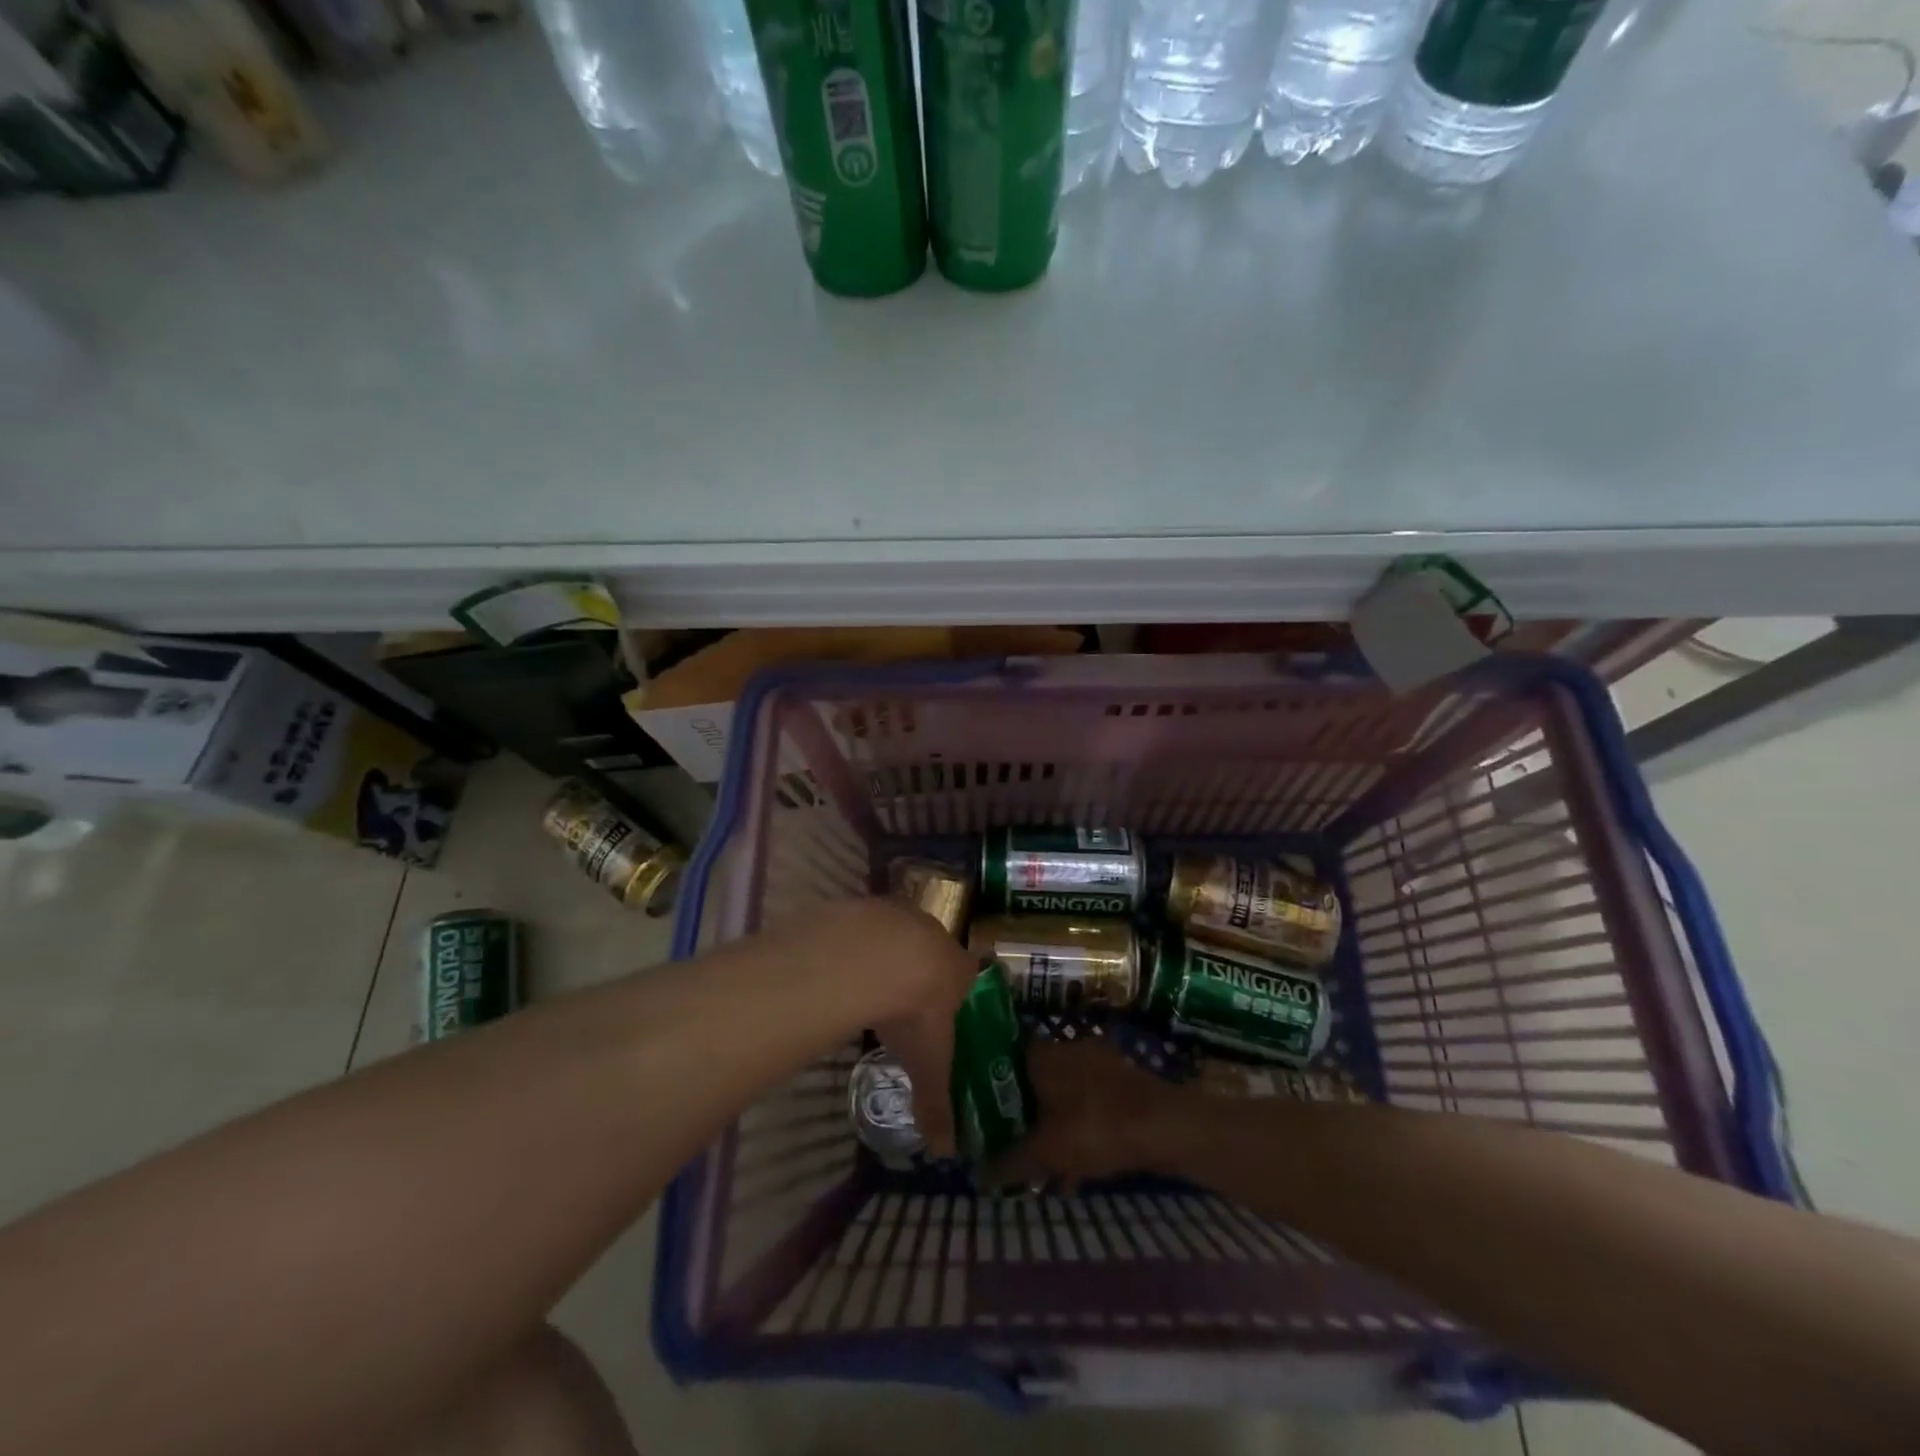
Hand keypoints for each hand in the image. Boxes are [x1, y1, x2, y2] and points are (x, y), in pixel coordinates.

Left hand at [818, 898, 980, 1156]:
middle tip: (902, 997)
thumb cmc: (915, 1011)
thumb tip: (945, 1151)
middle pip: (933, 951)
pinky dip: (857, 941)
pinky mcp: (867, 905)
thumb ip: (936, 1103)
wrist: (878, 957)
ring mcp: (900, 915)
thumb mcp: (928, 1063)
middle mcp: (935, 935)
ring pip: (899, 933)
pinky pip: (865, 925)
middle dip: (920, 970)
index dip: (956, 991)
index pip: (968, 976)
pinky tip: (841, 963)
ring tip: (867, 981)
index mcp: (959, 969)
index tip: (942, 1007)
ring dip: (887, 952)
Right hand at [985, 1040, 1189, 1189]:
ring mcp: (1097, 1061)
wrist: (1165, 1126)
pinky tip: (1079, 1165)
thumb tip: (976, 1174)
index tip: (983, 1117)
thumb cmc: (1095, 1128)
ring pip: (1062, 1094)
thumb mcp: (1045, 1152)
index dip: (990, 1090)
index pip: (1003, 1062)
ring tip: (1045, 1166)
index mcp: (1042, 1054)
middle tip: (1013, 1146)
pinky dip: (1079, 1128)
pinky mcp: (1121, 1080)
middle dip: (1023, 1115)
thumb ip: (1008, 1162)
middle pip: (1033, 1080)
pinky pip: (1087, 1103)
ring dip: (1052, 1126)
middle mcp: (1066, 1048)